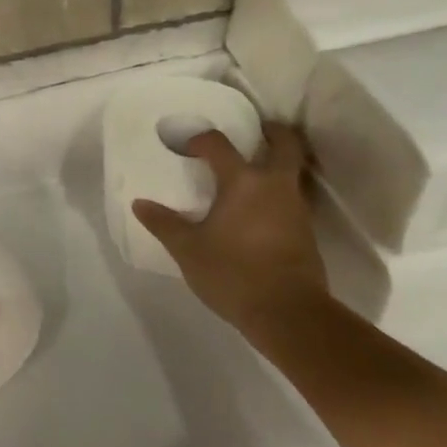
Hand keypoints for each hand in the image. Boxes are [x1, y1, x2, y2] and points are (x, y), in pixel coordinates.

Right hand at [132, 124, 329, 339]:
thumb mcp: (188, 250)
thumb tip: (140, 204)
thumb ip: (164, 224)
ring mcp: (296, 209)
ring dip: (276, 165)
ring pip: (291, 173)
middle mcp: (275, 186)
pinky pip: (292, 200)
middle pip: (285, 145)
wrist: (290, 316)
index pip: (219, 145)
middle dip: (273, 132)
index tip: (187, 146)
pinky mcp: (307, 234)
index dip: (201, 140)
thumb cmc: (234, 274)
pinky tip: (259, 211)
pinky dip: (278, 195)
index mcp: (243, 182)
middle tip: (256, 130)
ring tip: (252, 173)